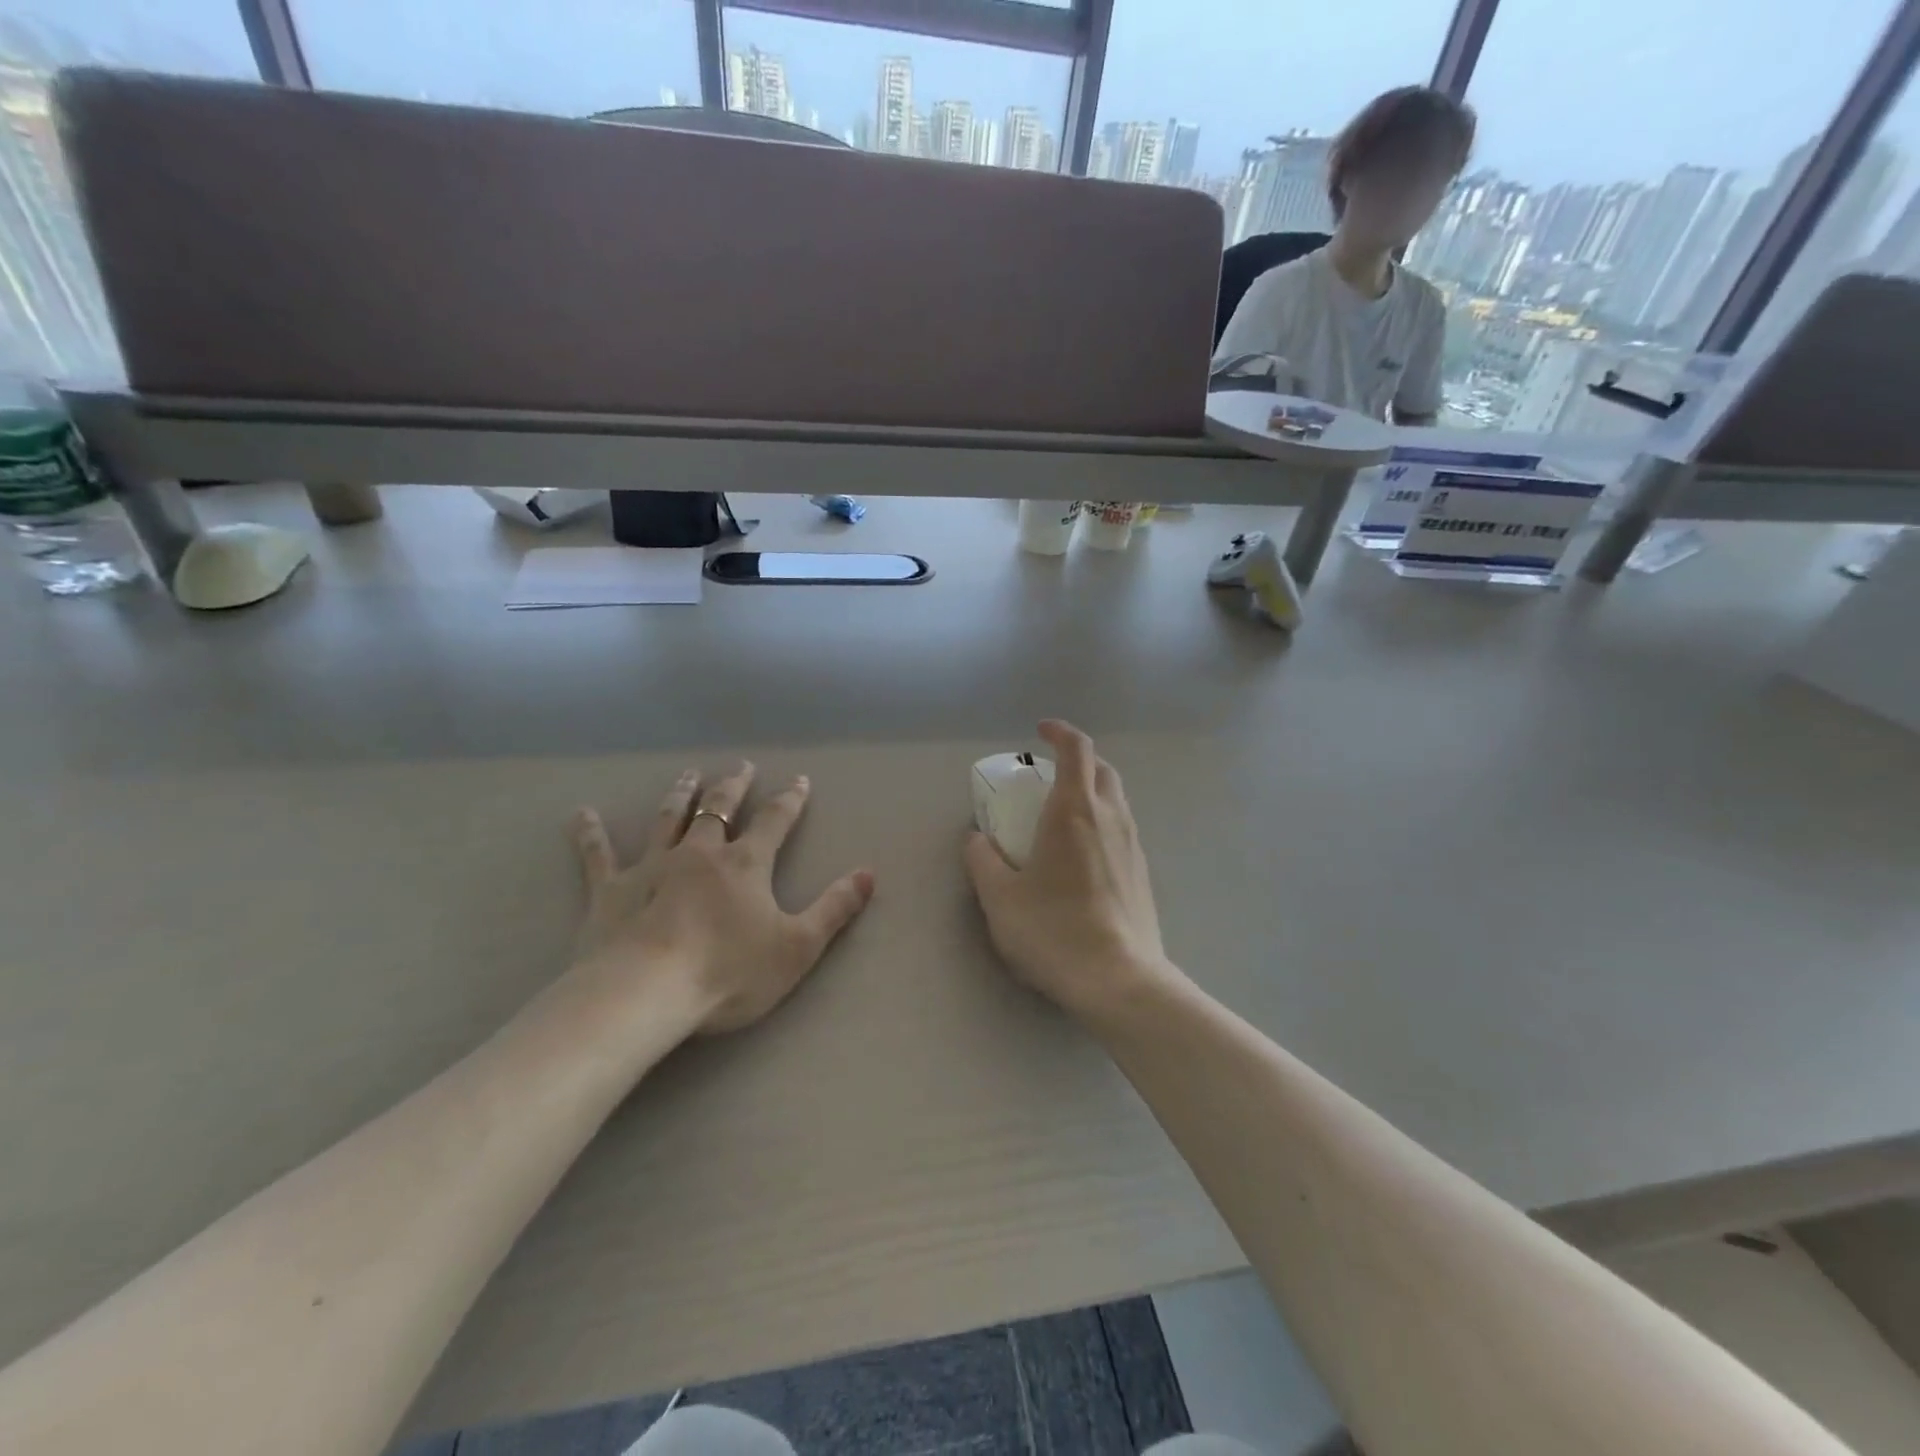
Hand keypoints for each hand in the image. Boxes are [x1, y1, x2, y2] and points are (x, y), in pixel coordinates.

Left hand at [569, 764, 875, 1034]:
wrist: (647, 993)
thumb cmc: (728, 972)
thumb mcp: (798, 946)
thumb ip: (835, 909)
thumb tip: (869, 874)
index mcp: (745, 864)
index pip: (774, 821)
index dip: (790, 800)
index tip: (799, 780)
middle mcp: (700, 853)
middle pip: (719, 809)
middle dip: (733, 786)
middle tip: (741, 766)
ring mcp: (652, 866)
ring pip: (668, 819)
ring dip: (681, 795)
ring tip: (688, 774)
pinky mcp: (609, 890)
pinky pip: (598, 856)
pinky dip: (590, 834)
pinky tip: (581, 814)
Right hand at [964, 720, 1180, 1021]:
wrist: (1120, 981)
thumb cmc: (1054, 931)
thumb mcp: (1000, 899)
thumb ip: (983, 861)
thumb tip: (977, 840)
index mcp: (1074, 811)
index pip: (1076, 749)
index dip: (1059, 732)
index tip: (1040, 731)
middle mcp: (1111, 818)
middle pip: (1101, 769)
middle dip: (1077, 760)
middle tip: (1047, 776)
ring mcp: (1133, 845)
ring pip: (1116, 799)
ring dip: (1091, 792)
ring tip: (1061, 815)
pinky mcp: (1143, 873)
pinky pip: (1122, 829)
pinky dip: (1102, 823)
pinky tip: (1081, 856)